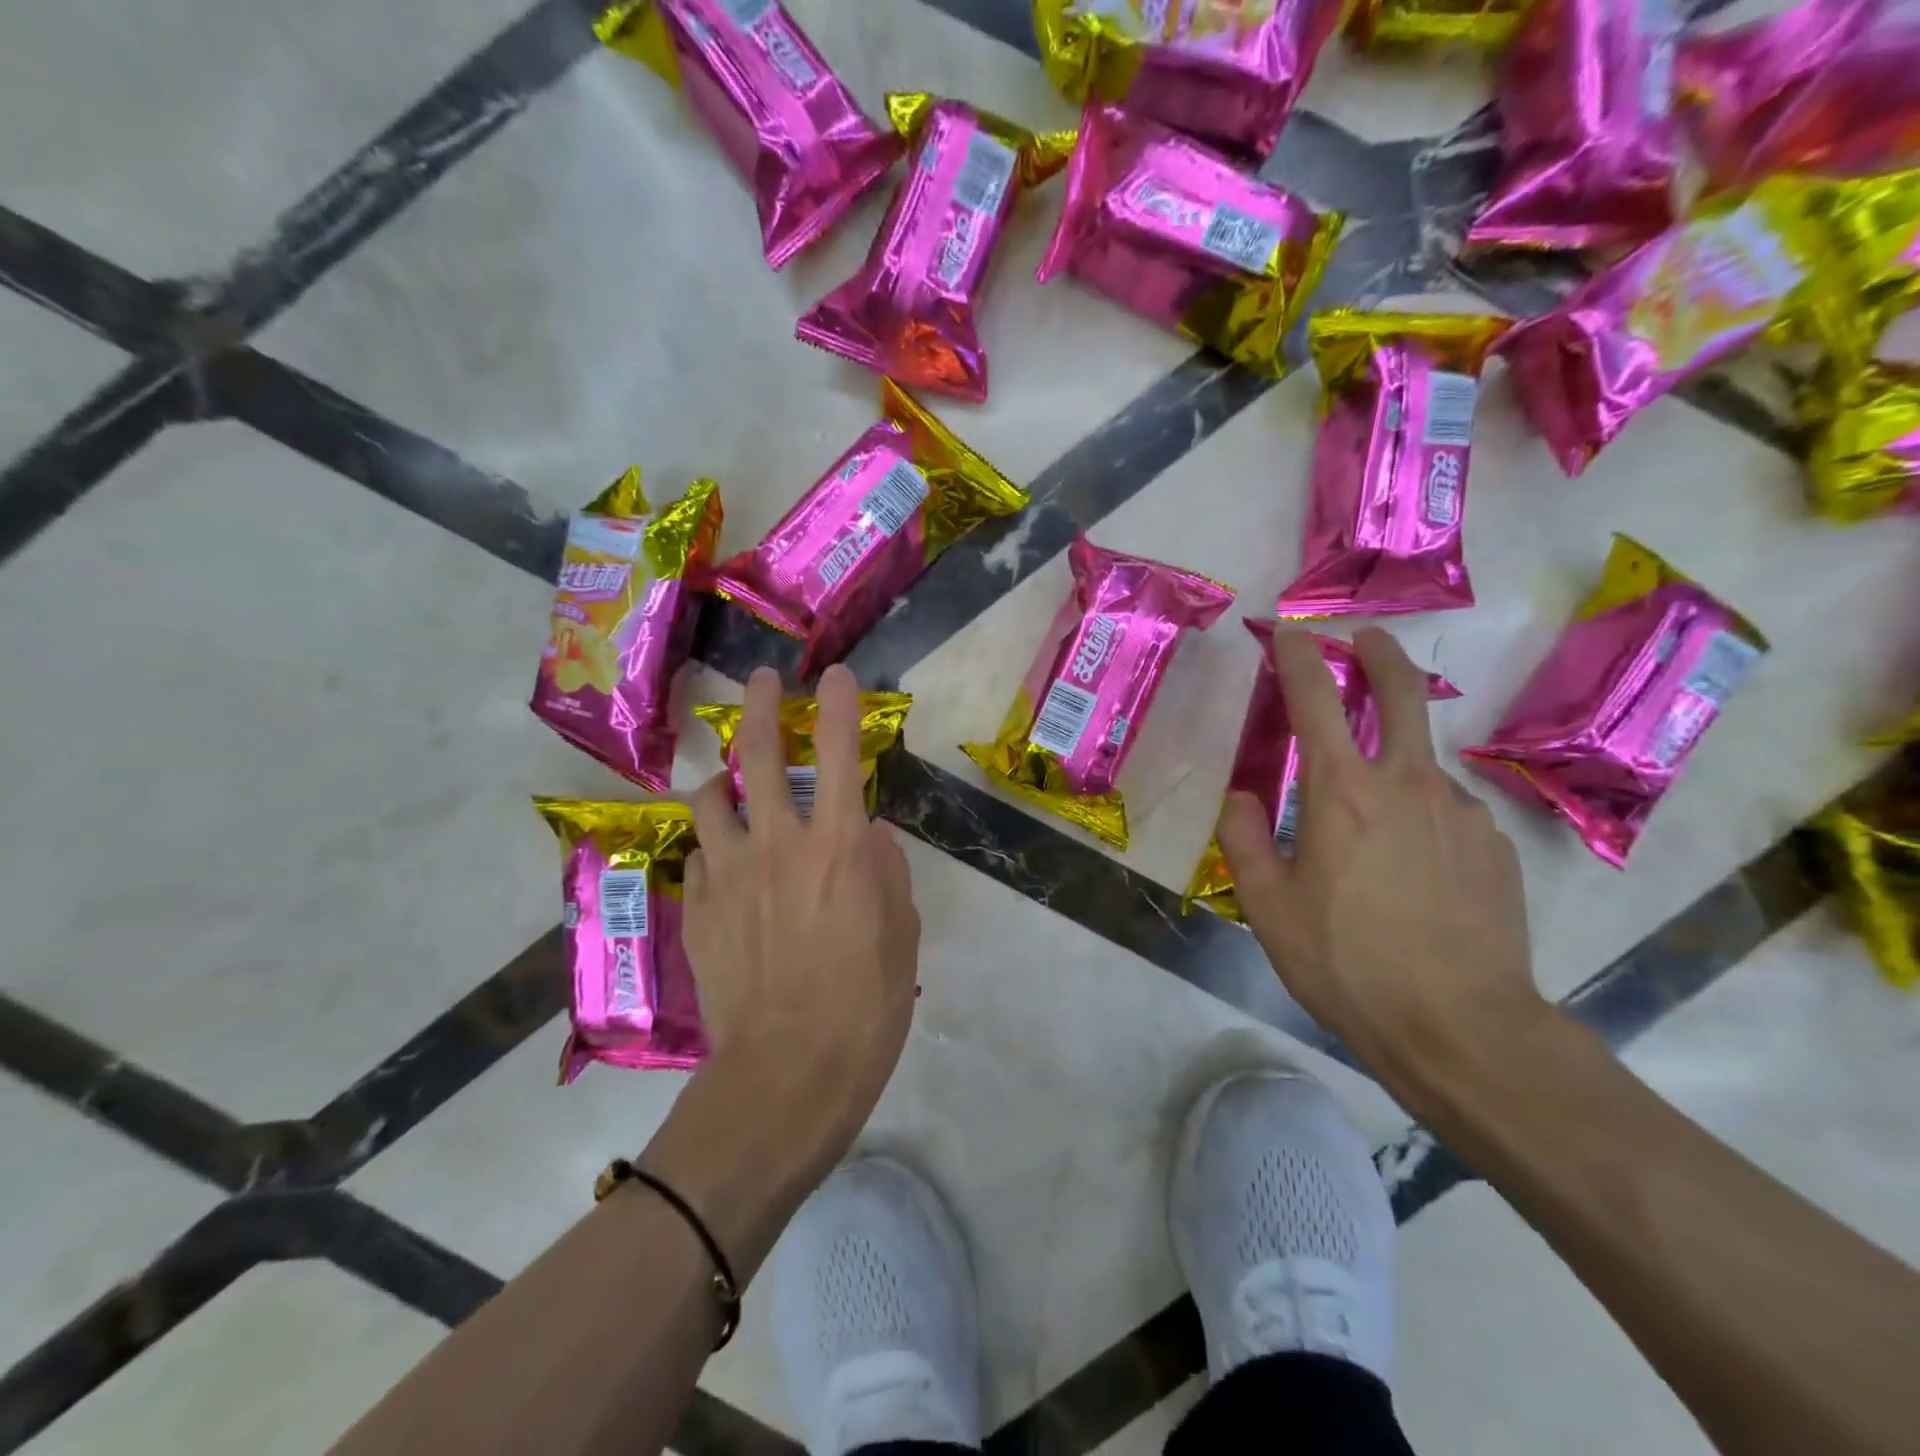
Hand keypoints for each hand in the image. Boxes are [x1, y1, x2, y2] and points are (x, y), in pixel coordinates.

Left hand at [682, 664, 920, 1178]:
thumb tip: (872, 835)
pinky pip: (699, 858)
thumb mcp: (902, 934)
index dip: (839, 704)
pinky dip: (713, 849)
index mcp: (840, 845)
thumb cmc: (866, 1006)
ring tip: (730, 784)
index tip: (836, 675)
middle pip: (761, 753)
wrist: (787, 1076)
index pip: (842, 751)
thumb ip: (887, 872)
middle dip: (763, 707)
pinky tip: (723, 867)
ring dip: (723, 780)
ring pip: (711, 797)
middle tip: (763, 682)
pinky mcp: (696, 909)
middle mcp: (779, 843)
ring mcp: (728, 874)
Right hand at [1215, 626, 1540, 1090]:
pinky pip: (1448, 814)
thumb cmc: (1347, 962)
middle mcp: (1407, 783)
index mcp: (1341, 791)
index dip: (1297, 656)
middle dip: (1379, 654)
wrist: (1462, 1027)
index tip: (1289, 630)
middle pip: (1400, 693)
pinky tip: (1414, 873)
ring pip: (1421, 766)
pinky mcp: (1495, 846)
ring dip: (1394, 766)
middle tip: (1365, 638)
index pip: (1315, 699)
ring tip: (1372, 830)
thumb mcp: (1267, 906)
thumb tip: (1241, 796)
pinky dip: (1422, 818)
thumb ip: (1245, 839)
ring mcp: (1461, 812)